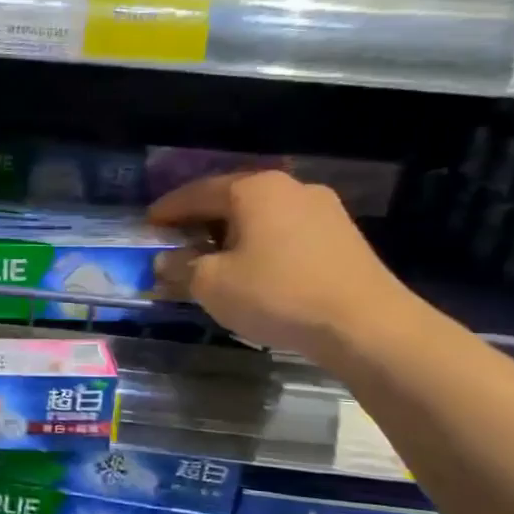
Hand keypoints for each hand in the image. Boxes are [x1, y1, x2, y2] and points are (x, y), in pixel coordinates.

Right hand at [149, 170, 418, 363]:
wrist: (366, 325)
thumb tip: (165, 261)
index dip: (167, 210)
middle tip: (176, 242)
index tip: (147, 225)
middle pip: (231, 200)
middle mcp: (290, 188)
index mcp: (254, 189)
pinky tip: (252, 271)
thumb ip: (180, 268)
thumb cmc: (276, 294)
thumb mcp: (210, 284)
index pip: (196, 193)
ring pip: (260, 217)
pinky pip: (285, 233)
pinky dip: (260, 246)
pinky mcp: (343, 237)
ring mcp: (323, 210)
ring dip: (231, 235)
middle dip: (200, 221)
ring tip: (212, 260)